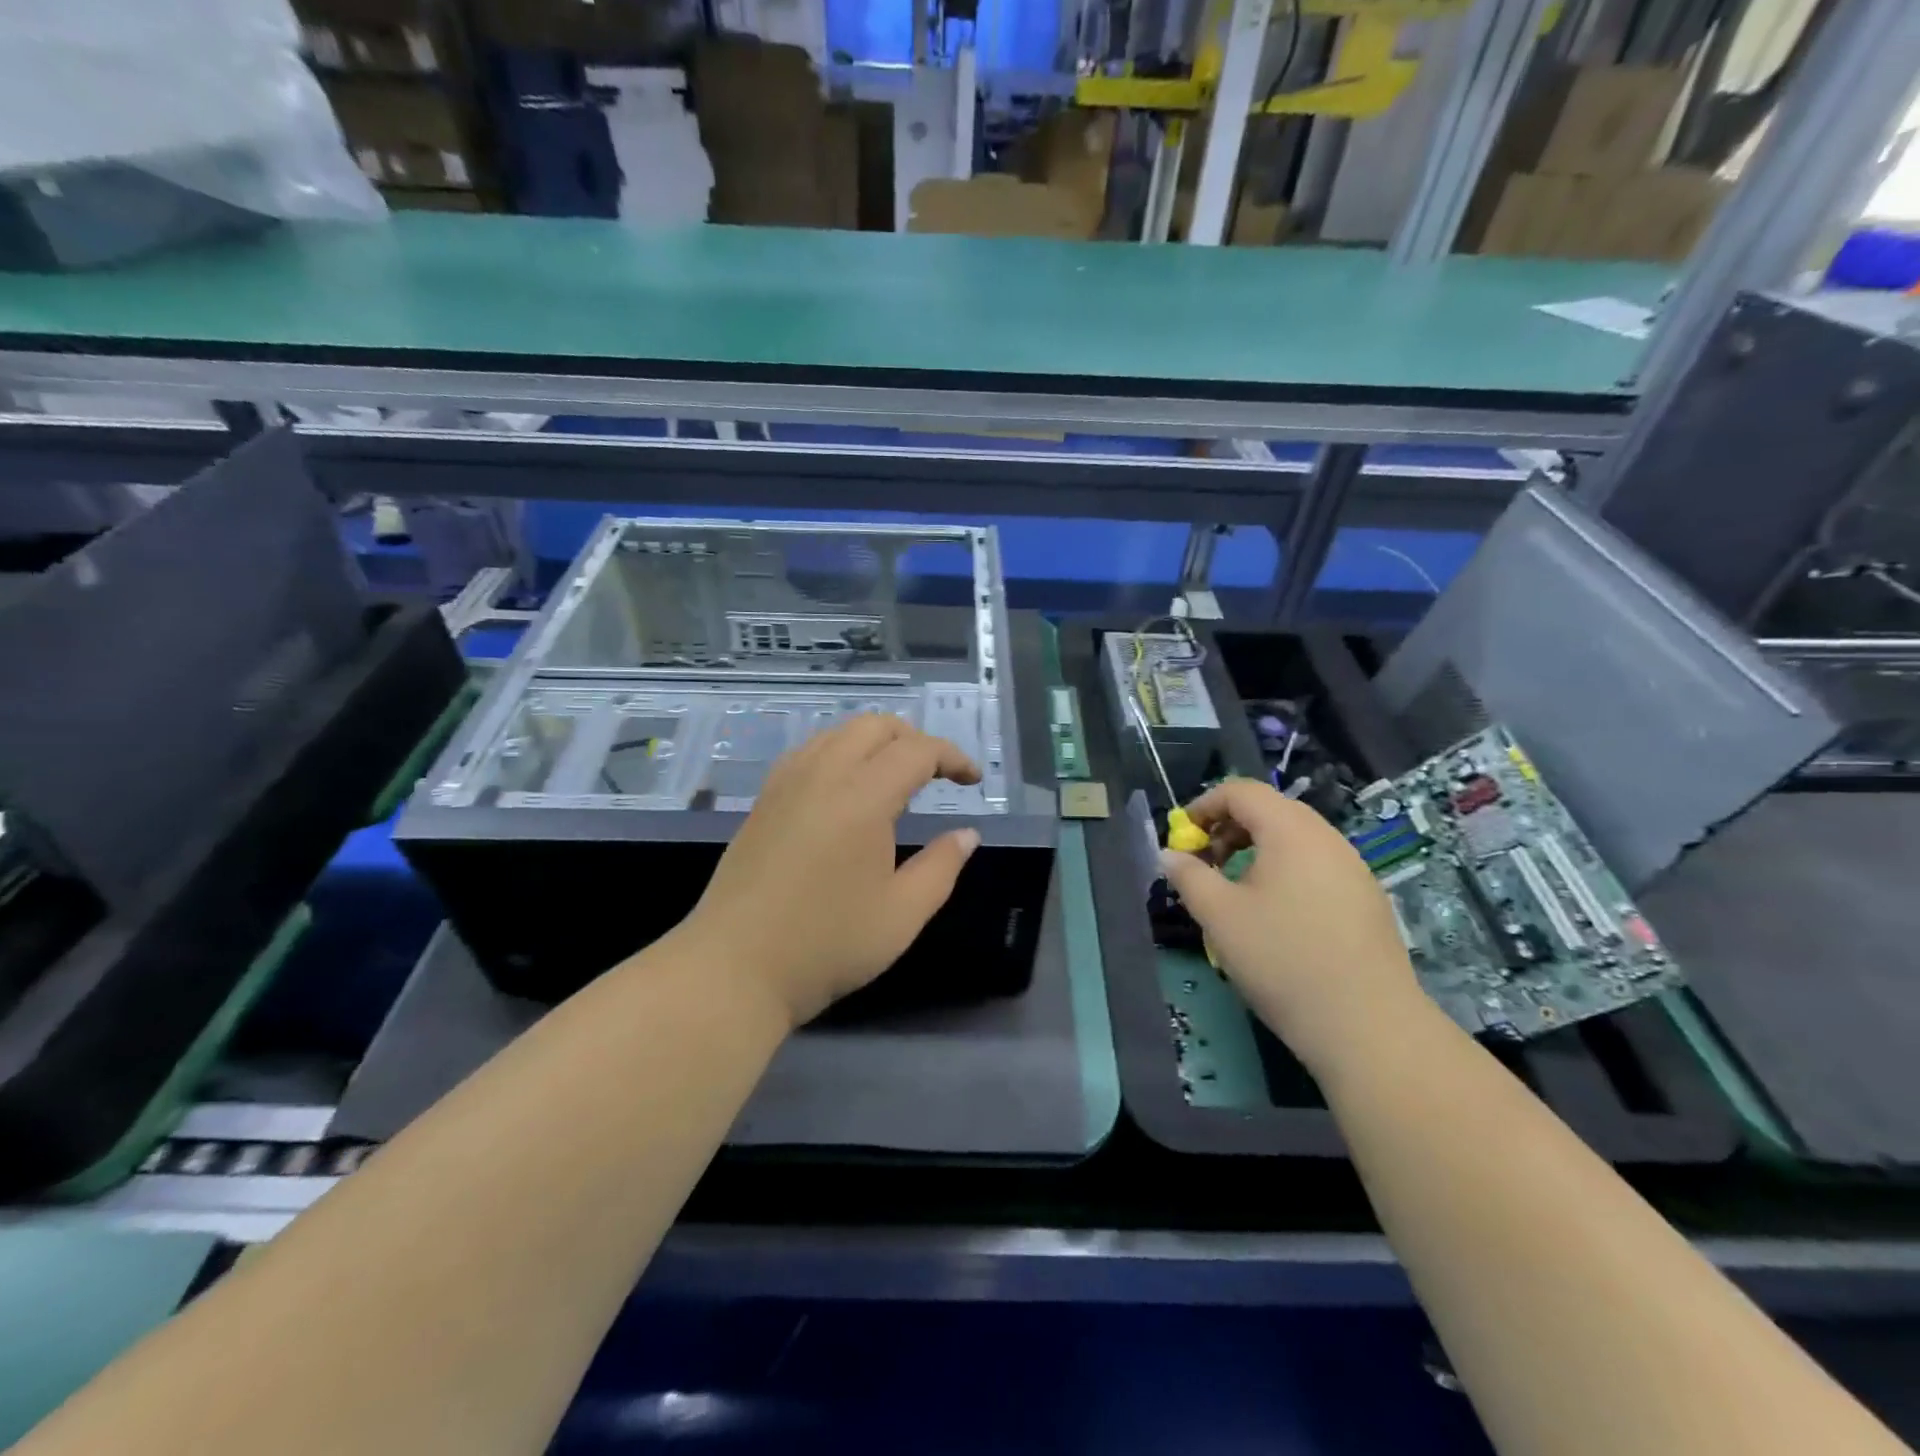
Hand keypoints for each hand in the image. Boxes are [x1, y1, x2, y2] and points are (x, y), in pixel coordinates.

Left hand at [681, 715, 982, 1028]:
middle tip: (937, 775)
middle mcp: (822, 775)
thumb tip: (966, 834)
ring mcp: (785, 784)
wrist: (733, 968)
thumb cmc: (826, 944)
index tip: (973, 781)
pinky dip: (840, 753)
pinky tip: (845, 791)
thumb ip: (941, 866)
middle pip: (875, 726)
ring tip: (895, 781)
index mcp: (862, 797)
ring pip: (838, 733)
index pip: (917, 750)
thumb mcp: (902, 915)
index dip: (953, 757)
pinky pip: (809, 752)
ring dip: (876, 743)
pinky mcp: (763, 800)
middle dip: (915, 739)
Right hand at [1159, 777, 1427, 1075]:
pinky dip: (1284, 873)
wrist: (1368, 1027)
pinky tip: (1275, 917)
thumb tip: (1169, 855)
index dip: (1204, 805)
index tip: (1182, 837)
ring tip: (1235, 892)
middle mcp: (1328, 839)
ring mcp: (1354, 869)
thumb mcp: (1219, 916)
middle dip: (1228, 829)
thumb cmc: (1282, 959)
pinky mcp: (1367, 900)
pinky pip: (1315, 867)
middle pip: (1270, 811)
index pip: (1242, 791)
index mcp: (1291, 831)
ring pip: (1295, 840)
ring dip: (1255, 852)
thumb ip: (1188, 876)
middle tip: (1205, 864)